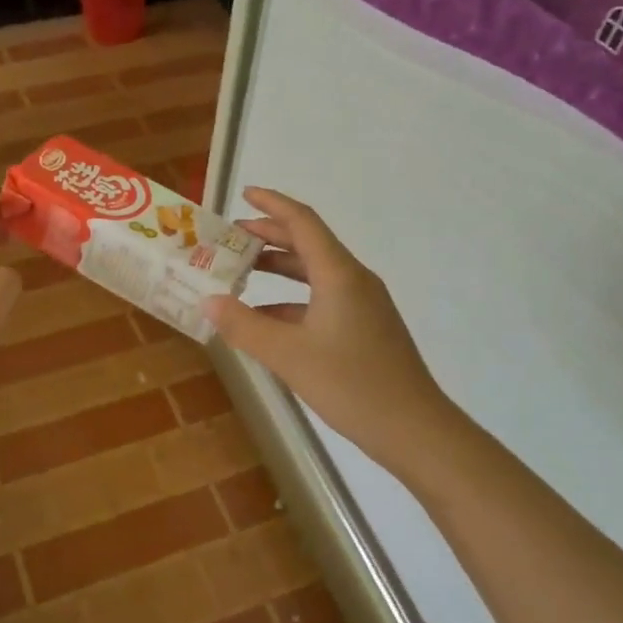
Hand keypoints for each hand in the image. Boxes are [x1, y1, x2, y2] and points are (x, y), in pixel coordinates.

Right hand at [202, 188, 455, 466]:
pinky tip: (266, 319)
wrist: (414, 429)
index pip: (303, 222)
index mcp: (339, 274)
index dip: (272, 204)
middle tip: (231, 236)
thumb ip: (244, 326)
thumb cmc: (351, 384)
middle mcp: (353, 280)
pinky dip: (291, 300)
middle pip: (308, 244)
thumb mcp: (288, 355)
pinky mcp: (364, 328)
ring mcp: (362, 305)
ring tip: (242, 273)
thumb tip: (208, 301)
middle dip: (270, 235)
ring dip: (279, 269)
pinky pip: (321, 299)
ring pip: (314, 273)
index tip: (244, 193)